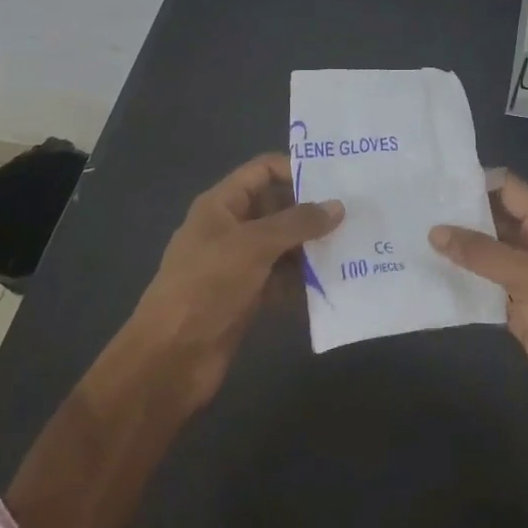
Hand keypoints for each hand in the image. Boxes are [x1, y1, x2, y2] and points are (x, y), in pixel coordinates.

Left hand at [124, 153, 342, 412]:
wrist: (171, 357)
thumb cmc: (207, 286)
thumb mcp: (254, 245)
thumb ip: (297, 223)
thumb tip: (338, 206)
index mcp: (222, 205)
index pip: (262, 171)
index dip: (295, 170)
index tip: (336, 179)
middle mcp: (231, 228)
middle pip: (277, 208)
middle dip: (312, 211)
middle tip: (356, 213)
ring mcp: (239, 264)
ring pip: (283, 246)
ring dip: (313, 247)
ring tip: (355, 245)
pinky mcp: (248, 296)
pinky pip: (282, 278)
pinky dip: (304, 279)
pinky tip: (336, 281)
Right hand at [431, 173, 527, 468]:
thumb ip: (482, 252)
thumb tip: (435, 230)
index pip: (509, 189)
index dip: (476, 181)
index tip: (433, 181)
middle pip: (494, 219)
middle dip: (460, 214)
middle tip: (412, 209)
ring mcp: (526, 281)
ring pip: (486, 255)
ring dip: (457, 249)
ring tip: (412, 238)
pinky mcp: (517, 312)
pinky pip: (484, 288)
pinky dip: (462, 283)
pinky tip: (429, 279)